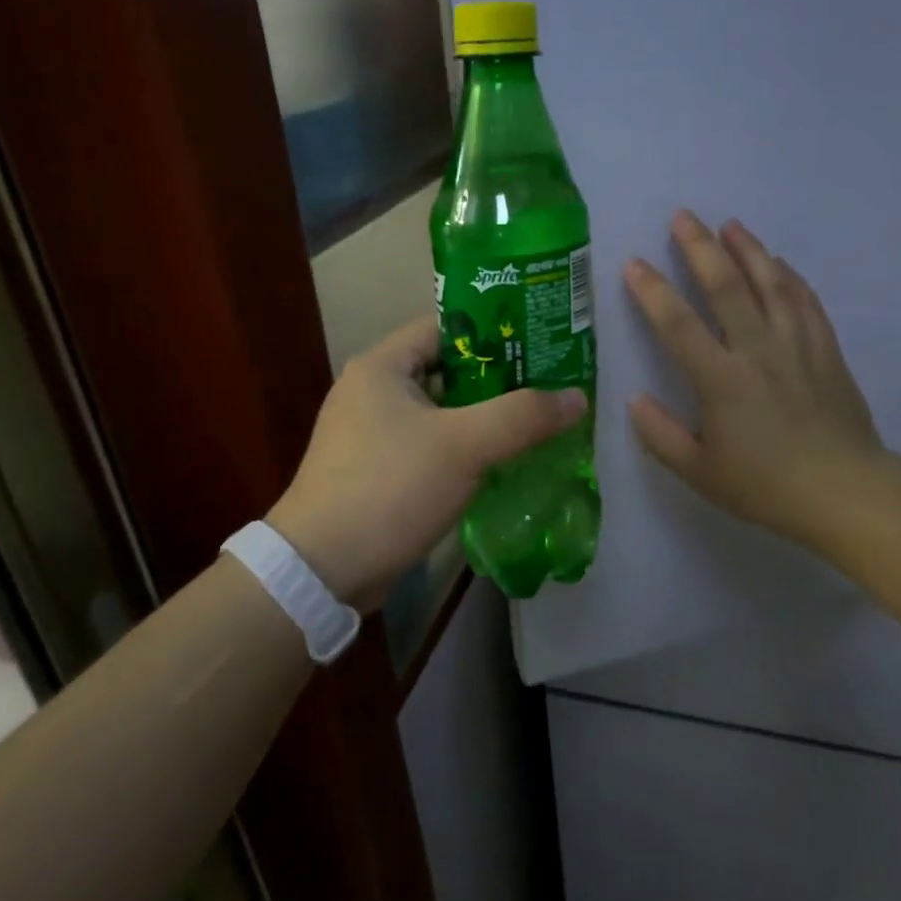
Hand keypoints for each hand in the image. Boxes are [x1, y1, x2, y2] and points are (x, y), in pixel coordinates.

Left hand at [267, 318, 586, 610]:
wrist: (322, 571)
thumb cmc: (390, 487)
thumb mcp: (464, 445)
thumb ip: (523, 416)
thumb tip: (577, 397)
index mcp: (381, 367)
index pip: (446, 328)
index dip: (493, 332)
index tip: (540, 345)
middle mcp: (371, 392)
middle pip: (447, 370)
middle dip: (498, 379)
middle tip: (548, 386)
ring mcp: (370, 434)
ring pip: (441, 412)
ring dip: (483, 418)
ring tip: (536, 422)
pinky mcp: (376, 472)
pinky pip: (430, 446)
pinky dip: (463, 449)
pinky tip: (501, 462)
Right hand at [625, 211, 885, 550]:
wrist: (845, 492)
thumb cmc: (766, 485)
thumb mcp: (700, 472)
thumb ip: (660, 435)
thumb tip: (633, 400)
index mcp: (720, 379)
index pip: (678, 324)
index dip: (652, 291)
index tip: (634, 263)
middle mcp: (757, 350)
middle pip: (726, 286)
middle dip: (701, 247)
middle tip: (683, 216)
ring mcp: (796, 345)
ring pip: (771, 284)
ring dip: (749, 250)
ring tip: (730, 224)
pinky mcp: (826, 350)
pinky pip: (806, 302)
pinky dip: (790, 277)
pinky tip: (779, 263)